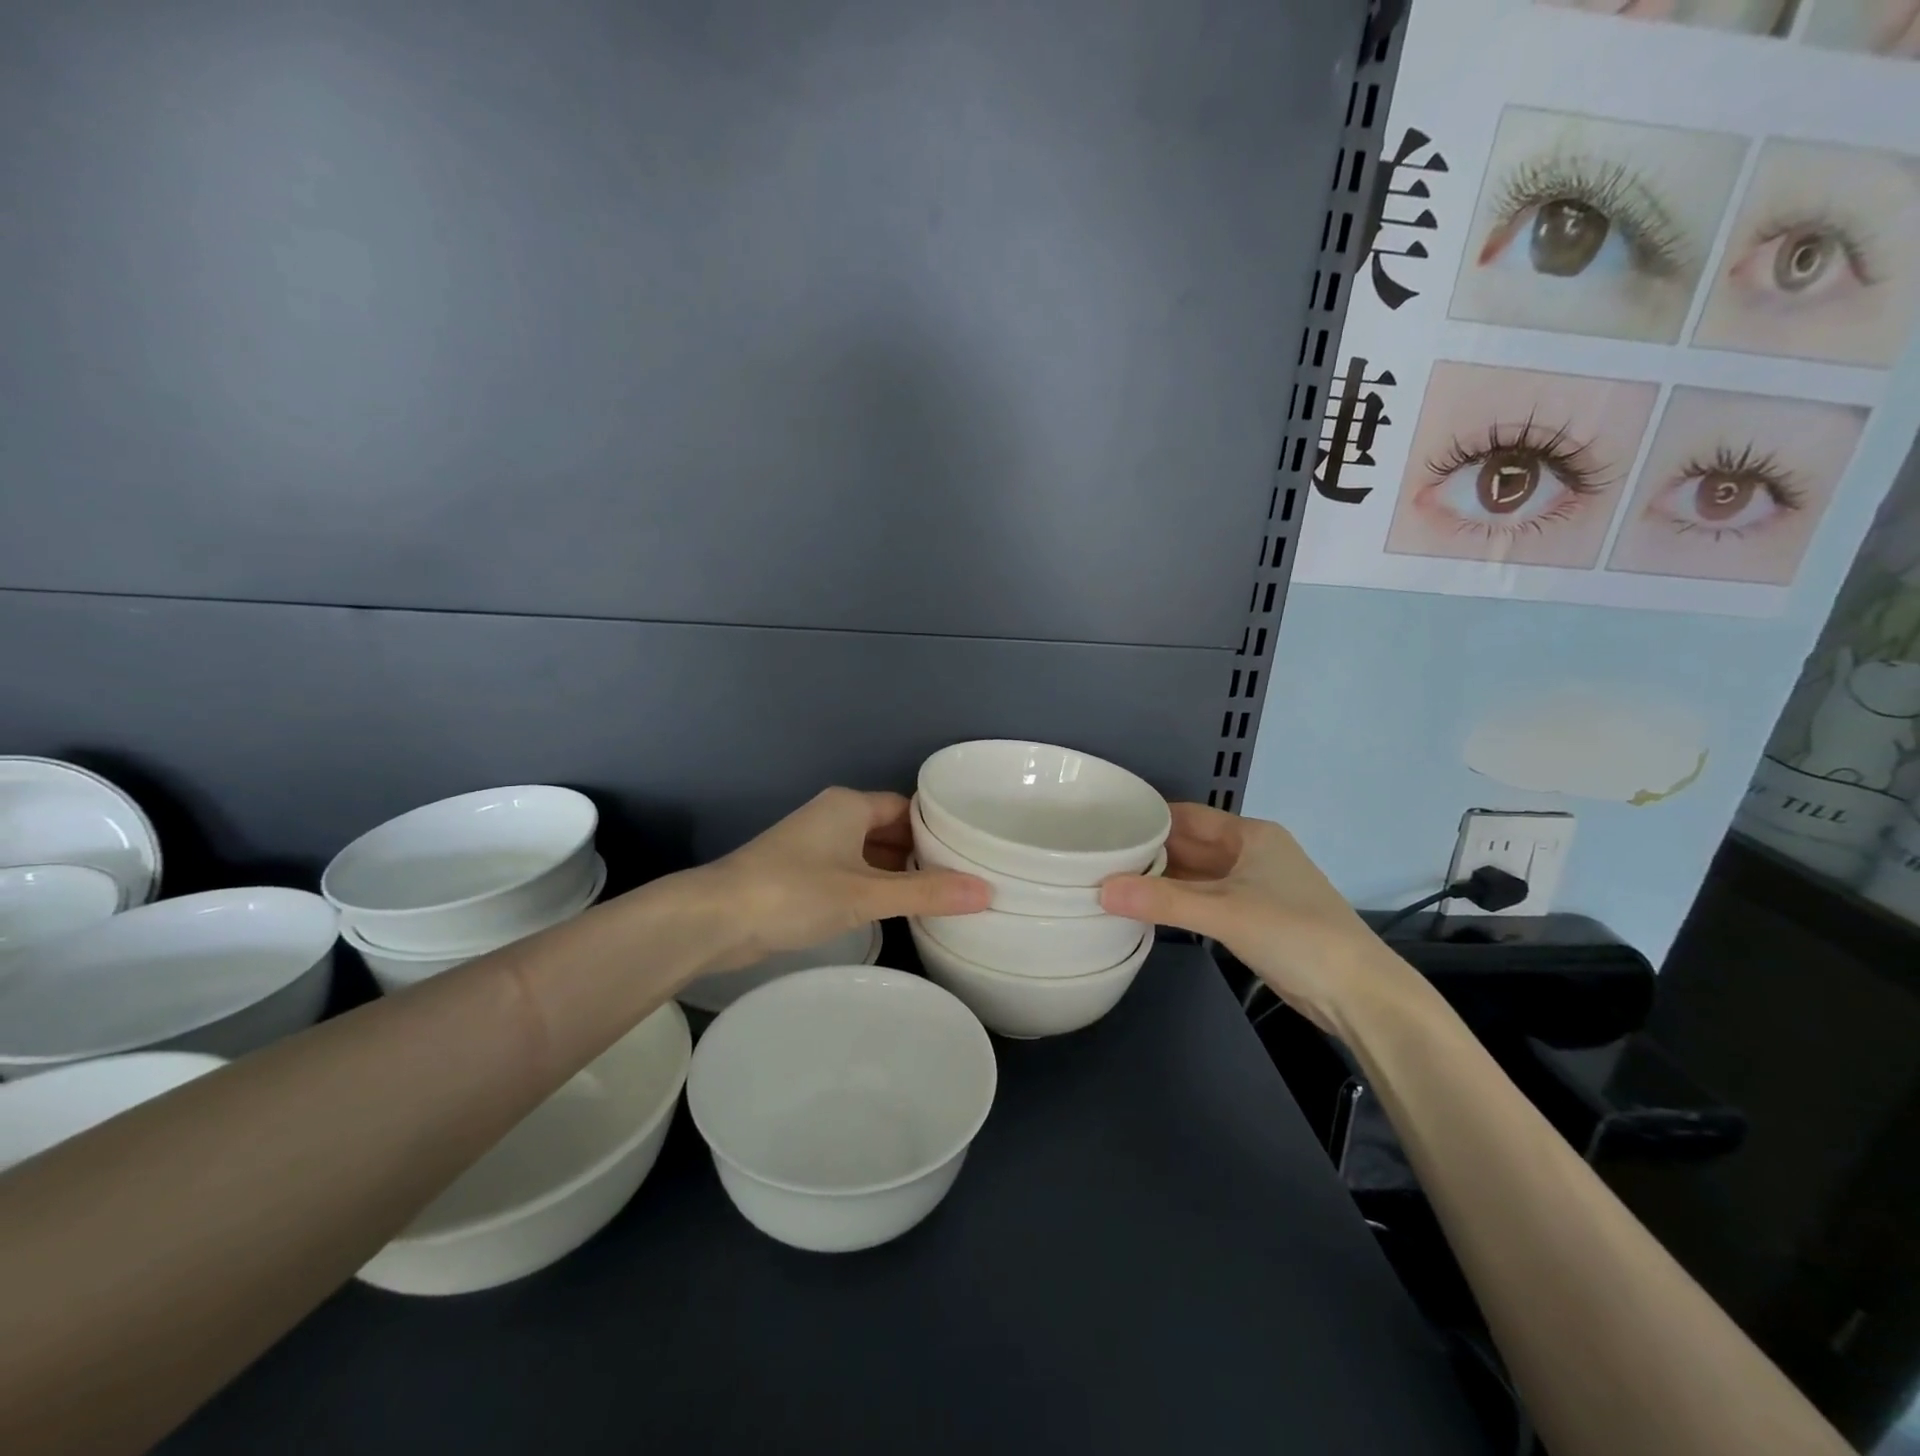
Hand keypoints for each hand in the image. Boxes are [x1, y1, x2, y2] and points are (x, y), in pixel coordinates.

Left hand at [697, 788, 989, 972]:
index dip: (939, 830)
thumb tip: (987, 892)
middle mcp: (834, 817)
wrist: (715, 918)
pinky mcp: (800, 874)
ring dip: (897, 873)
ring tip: (939, 898)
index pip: (909, 808)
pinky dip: (873, 886)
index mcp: (850, 805)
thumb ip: (925, 893)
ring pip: (869, 853)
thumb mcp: (866, 894)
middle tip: (964, 881)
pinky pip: (850, 872)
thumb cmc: (794, 892)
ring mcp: (814, 846)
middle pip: (891, 829)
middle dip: (922, 855)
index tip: (974, 852)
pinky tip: (893, 911)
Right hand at [1099, 803, 1410, 1033]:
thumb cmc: (1294, 934)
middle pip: (1189, 845)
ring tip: (1110, 880)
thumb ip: (1162, 901)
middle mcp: (1250, 853)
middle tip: (1097, 856)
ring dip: (1161, 880)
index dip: (1148, 818)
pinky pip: (1204, 899)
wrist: (1358, 993)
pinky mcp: (1253, 917)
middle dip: (1149, 851)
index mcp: (1250, 834)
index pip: (1187, 815)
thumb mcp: (1224, 912)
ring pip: (1196, 874)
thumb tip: (1100, 889)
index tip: (1105, 824)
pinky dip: (1177, 902)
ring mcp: (1253, 886)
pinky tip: (1146, 908)